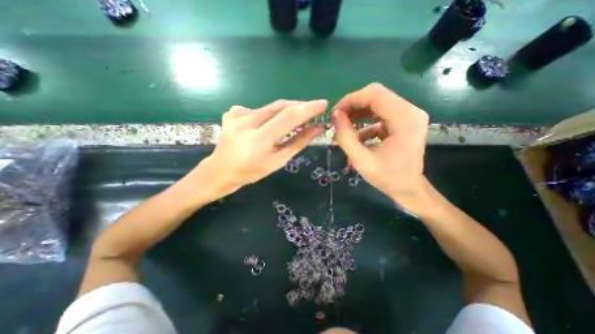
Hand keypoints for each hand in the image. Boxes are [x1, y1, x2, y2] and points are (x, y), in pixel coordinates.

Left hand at [197, 99, 327, 197]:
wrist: (220, 170)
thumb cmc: (251, 172)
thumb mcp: (278, 161)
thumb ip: (298, 143)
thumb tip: (317, 128)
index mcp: (258, 140)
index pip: (288, 117)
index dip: (308, 109)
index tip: (323, 104)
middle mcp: (246, 122)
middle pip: (280, 106)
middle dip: (300, 107)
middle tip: (312, 112)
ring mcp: (237, 115)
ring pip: (271, 106)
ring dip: (286, 111)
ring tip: (295, 119)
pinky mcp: (233, 112)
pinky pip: (259, 109)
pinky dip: (270, 114)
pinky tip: (269, 124)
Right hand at [335, 83, 427, 209]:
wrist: (408, 189)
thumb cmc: (387, 178)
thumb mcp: (361, 160)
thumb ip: (345, 137)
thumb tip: (335, 115)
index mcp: (405, 119)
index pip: (374, 94)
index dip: (351, 100)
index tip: (335, 114)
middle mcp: (410, 111)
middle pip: (376, 96)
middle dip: (352, 106)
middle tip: (338, 121)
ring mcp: (408, 116)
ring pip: (376, 104)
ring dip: (357, 114)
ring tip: (344, 128)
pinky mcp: (403, 122)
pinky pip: (379, 114)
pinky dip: (364, 122)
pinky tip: (357, 138)